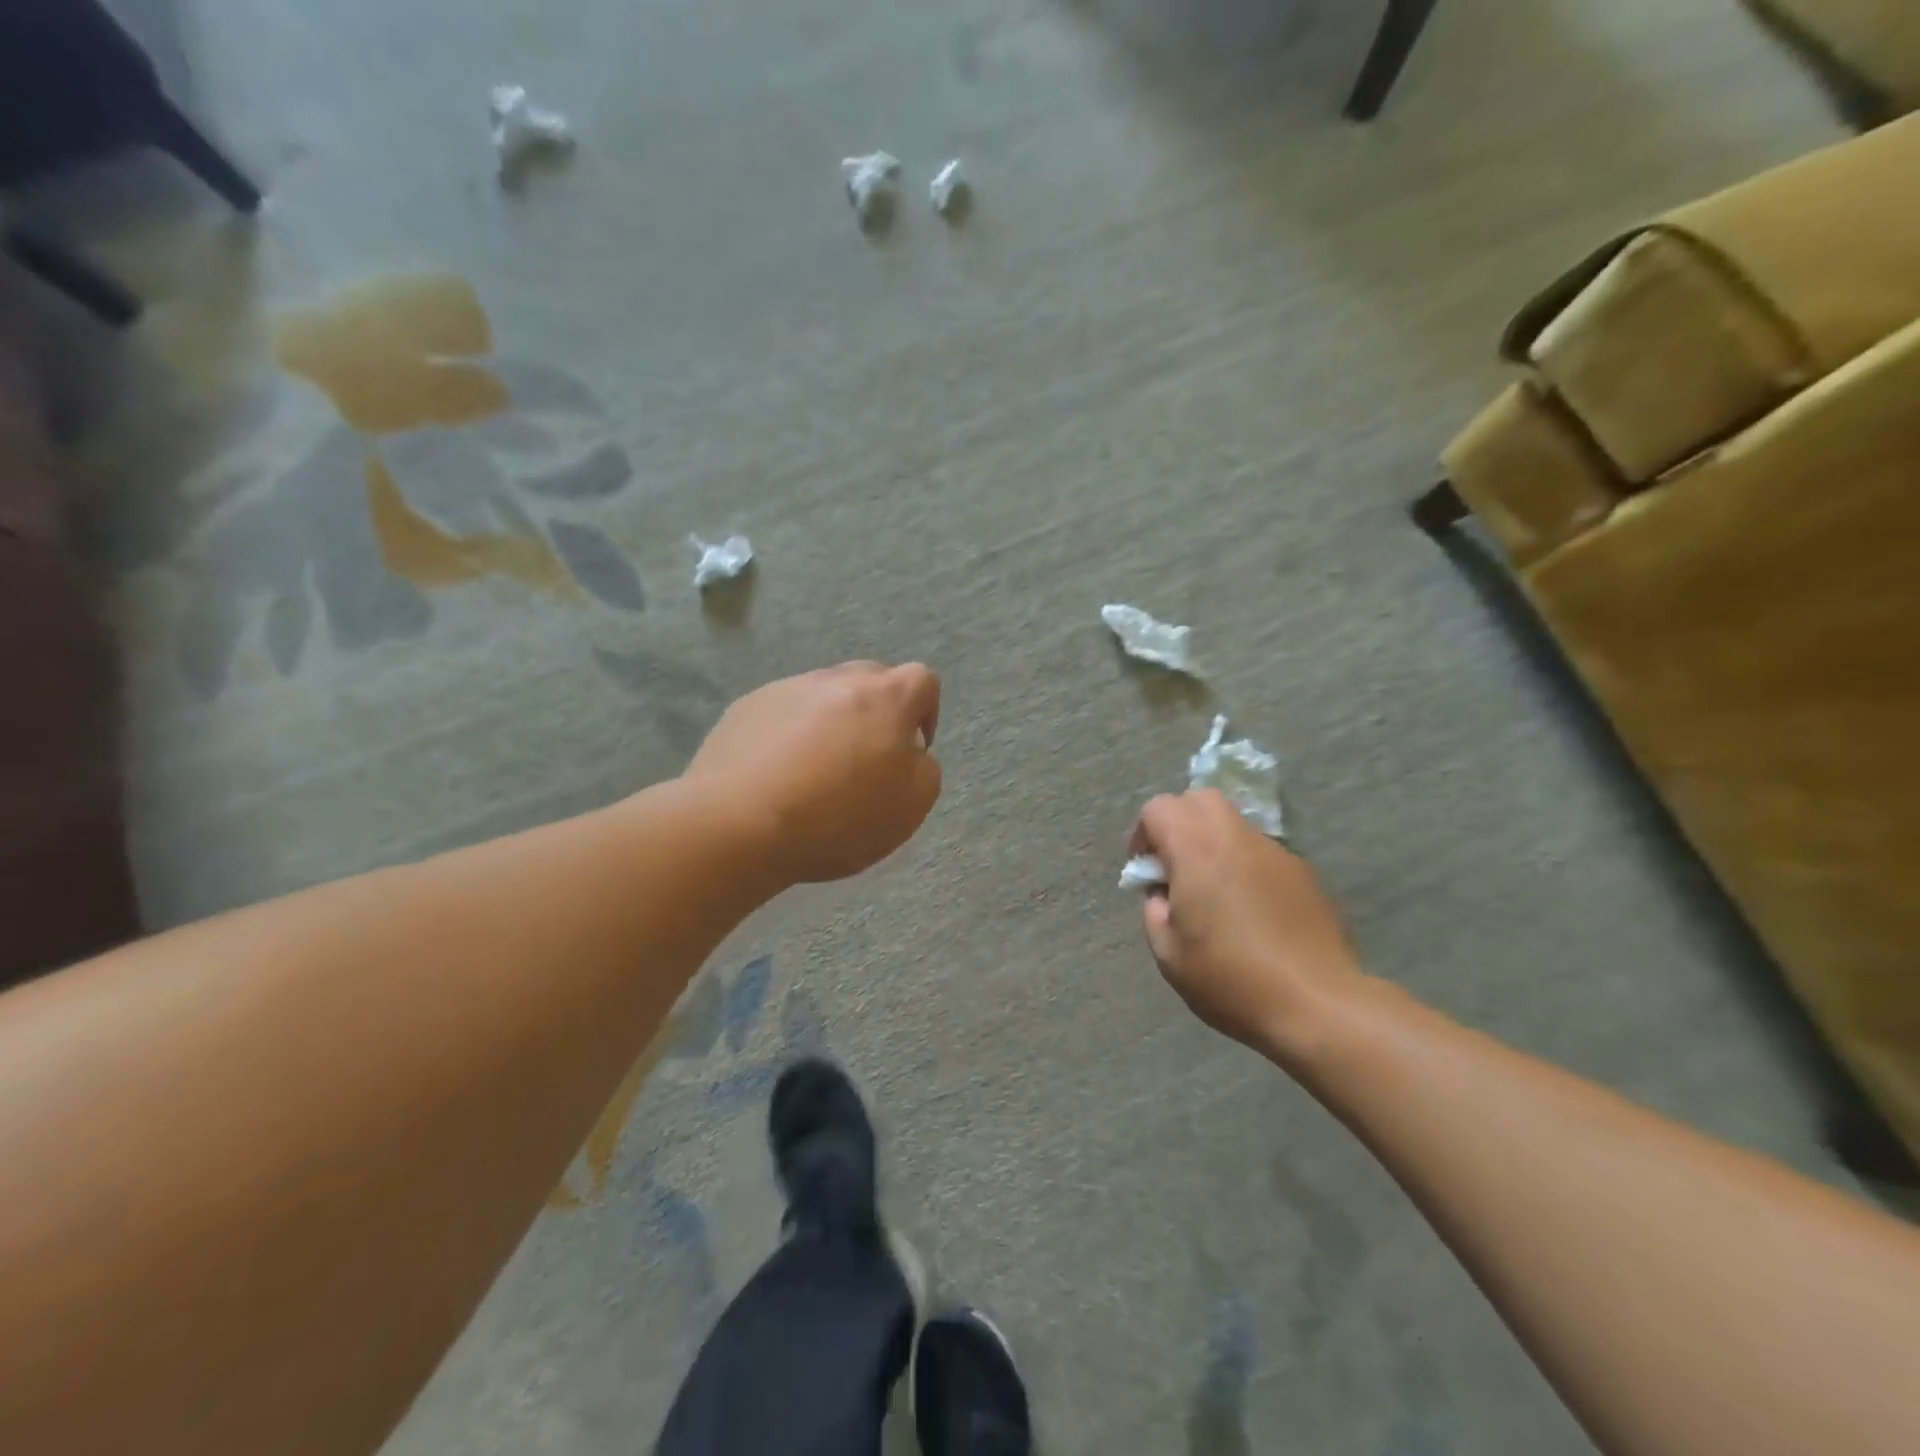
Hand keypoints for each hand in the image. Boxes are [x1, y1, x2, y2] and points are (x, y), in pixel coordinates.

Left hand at [685, 661, 942, 886]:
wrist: (739, 824)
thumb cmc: (839, 816)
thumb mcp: (911, 805)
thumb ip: (924, 769)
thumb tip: (908, 752)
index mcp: (886, 697)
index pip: (922, 681)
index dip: (925, 713)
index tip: (911, 750)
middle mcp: (837, 680)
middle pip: (871, 682)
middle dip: (877, 714)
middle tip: (866, 760)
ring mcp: (787, 689)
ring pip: (823, 697)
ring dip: (831, 724)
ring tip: (815, 773)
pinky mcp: (746, 708)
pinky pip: (782, 714)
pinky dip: (789, 736)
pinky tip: (777, 776)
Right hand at [1130, 791, 1366, 1053]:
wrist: (1317, 1004)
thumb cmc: (1230, 978)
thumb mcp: (1168, 953)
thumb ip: (1155, 910)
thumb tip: (1164, 893)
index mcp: (1196, 849)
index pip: (1158, 808)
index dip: (1143, 834)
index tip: (1146, 871)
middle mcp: (1236, 838)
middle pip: (1200, 799)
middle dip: (1179, 823)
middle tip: (1177, 867)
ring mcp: (1275, 852)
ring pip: (1234, 824)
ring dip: (1214, 843)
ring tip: (1215, 892)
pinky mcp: (1303, 872)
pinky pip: (1261, 853)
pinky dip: (1245, 865)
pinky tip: (1251, 911)